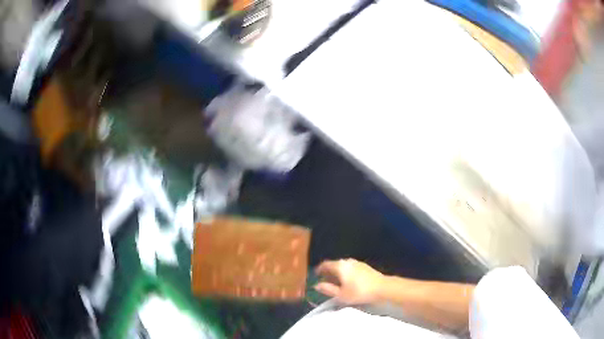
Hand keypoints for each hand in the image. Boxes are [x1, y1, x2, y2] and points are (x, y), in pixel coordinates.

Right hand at [314, 259, 384, 304]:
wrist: (382, 287)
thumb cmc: (359, 292)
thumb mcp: (341, 294)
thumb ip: (327, 289)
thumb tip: (317, 285)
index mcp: (340, 266)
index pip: (325, 264)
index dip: (319, 269)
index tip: (315, 275)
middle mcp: (347, 261)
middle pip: (334, 264)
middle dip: (328, 272)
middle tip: (324, 281)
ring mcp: (357, 262)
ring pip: (343, 266)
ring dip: (337, 273)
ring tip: (336, 283)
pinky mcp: (364, 266)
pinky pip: (350, 267)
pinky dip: (345, 273)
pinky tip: (348, 281)